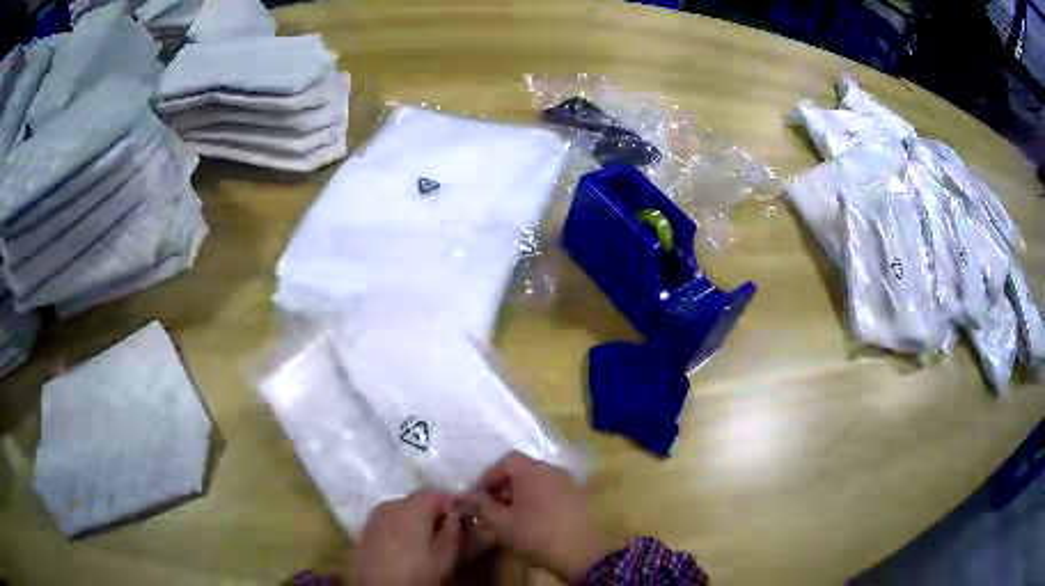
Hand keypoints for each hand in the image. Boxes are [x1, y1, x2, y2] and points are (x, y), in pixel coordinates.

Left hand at [351, 489, 462, 585]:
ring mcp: (374, 517)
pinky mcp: (365, 530)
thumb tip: (455, 514)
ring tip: (428, 535)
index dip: (451, 500)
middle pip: (415, 500)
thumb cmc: (415, 574)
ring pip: (400, 509)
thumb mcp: (444, 558)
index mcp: (412, 508)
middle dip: (432, 509)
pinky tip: (407, 542)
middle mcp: (390, 505)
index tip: (463, 510)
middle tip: (448, 525)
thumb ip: (452, 532)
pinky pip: (387, 520)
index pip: (435, 493)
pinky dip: (400, 525)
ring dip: (415, 517)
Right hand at [468, 452, 610, 582]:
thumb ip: (481, 505)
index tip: (479, 497)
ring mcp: (570, 483)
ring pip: (537, 482)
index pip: (506, 461)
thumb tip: (468, 495)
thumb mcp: (500, 523)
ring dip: (521, 495)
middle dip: (504, 488)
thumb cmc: (535, 535)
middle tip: (493, 510)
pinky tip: (533, 521)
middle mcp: (553, 470)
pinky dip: (538, 500)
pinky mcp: (579, 497)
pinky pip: (552, 491)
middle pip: (522, 470)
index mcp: (533, 470)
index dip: (489, 477)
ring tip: (511, 518)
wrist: (580, 554)